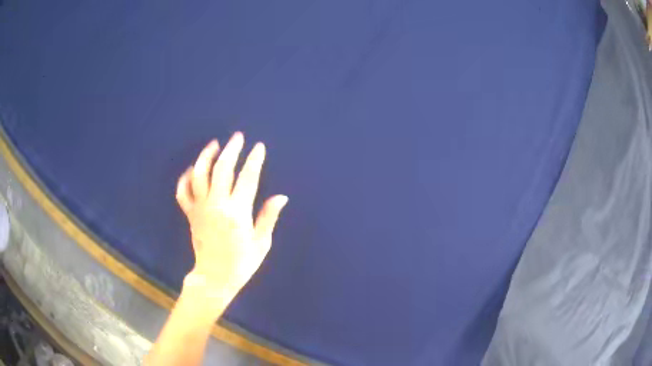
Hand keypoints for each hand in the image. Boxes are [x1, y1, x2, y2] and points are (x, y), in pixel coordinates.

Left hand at [175, 132, 287, 302]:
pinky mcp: (190, 214)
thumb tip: (281, 196)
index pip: (248, 178)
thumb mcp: (261, 243)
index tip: (259, 146)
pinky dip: (185, 178)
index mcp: (238, 213)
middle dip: (232, 150)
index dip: (254, 160)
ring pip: (199, 175)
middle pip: (222, 169)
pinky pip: (183, 192)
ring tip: (214, 144)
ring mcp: (200, 208)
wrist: (214, 277)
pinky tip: (191, 169)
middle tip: (238, 136)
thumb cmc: (241, 263)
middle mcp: (217, 205)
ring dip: (206, 156)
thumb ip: (268, 217)